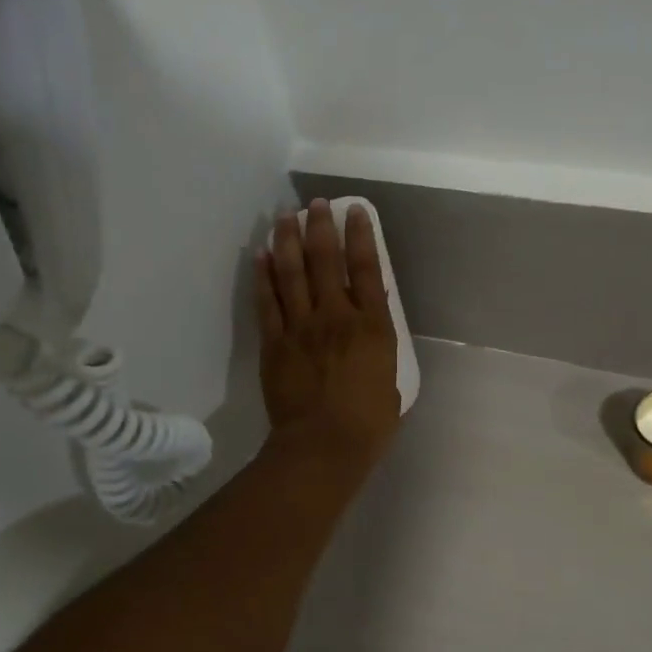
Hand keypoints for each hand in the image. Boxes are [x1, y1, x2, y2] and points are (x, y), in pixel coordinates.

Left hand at [256, 199, 402, 467]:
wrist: (323, 446)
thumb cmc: (368, 424)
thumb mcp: (390, 381)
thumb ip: (379, 349)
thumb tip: (370, 330)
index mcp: (372, 326)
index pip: (366, 268)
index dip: (360, 235)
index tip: (354, 211)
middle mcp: (336, 316)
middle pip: (325, 260)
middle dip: (320, 226)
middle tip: (315, 204)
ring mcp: (301, 327)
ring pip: (291, 272)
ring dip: (287, 240)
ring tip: (284, 217)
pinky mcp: (275, 342)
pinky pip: (267, 301)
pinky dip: (263, 275)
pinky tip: (260, 254)